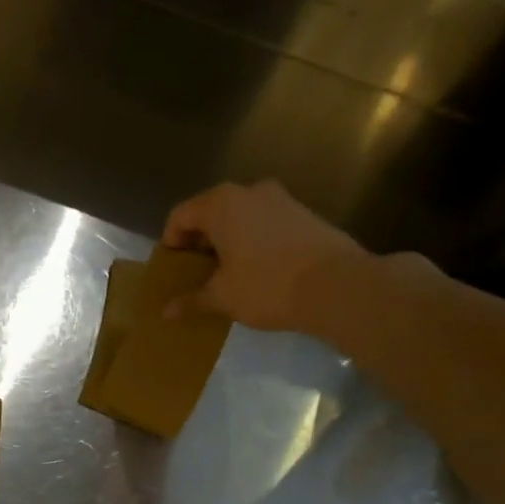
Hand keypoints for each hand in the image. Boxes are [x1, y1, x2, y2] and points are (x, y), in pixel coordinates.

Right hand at [161, 181, 371, 331]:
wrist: (337, 286)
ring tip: (225, 275)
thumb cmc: (267, 286)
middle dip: (199, 242)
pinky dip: (251, 242)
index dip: (170, 242)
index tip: (172, 269)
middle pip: (210, 213)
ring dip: (226, 242)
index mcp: (222, 204)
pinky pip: (264, 224)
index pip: (180, 215)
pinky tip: (255, 271)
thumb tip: (167, 312)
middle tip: (195, 274)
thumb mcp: (222, 297)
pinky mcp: (304, 214)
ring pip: (239, 218)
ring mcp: (281, 200)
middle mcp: (250, 191)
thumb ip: (192, 300)